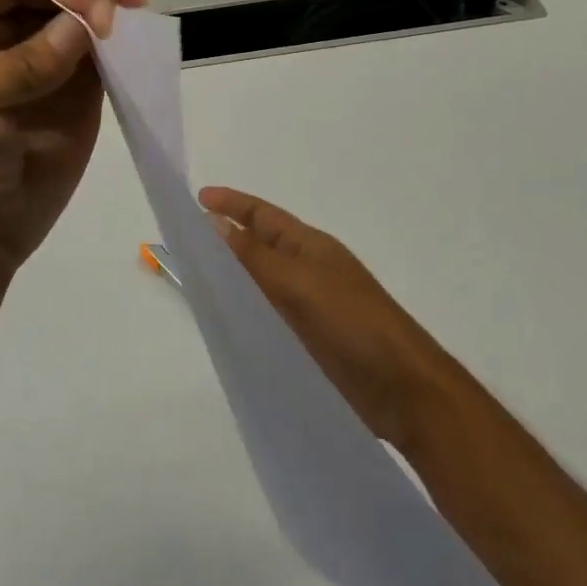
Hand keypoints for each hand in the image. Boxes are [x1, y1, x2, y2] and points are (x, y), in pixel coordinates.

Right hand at [198, 187, 451, 450]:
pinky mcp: (308, 340)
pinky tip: (223, 322)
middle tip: (184, 240)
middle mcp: (307, 269)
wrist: (402, 388)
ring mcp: (309, 306)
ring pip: (260, 281)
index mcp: (310, 246)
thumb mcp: (298, 282)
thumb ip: (253, 256)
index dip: (232, 203)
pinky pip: (267, 314)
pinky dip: (244, 310)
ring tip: (193, 279)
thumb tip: (213, 222)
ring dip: (232, 276)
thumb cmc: (353, 322)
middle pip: (259, 245)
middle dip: (225, 238)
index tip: (198, 198)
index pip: (263, 215)